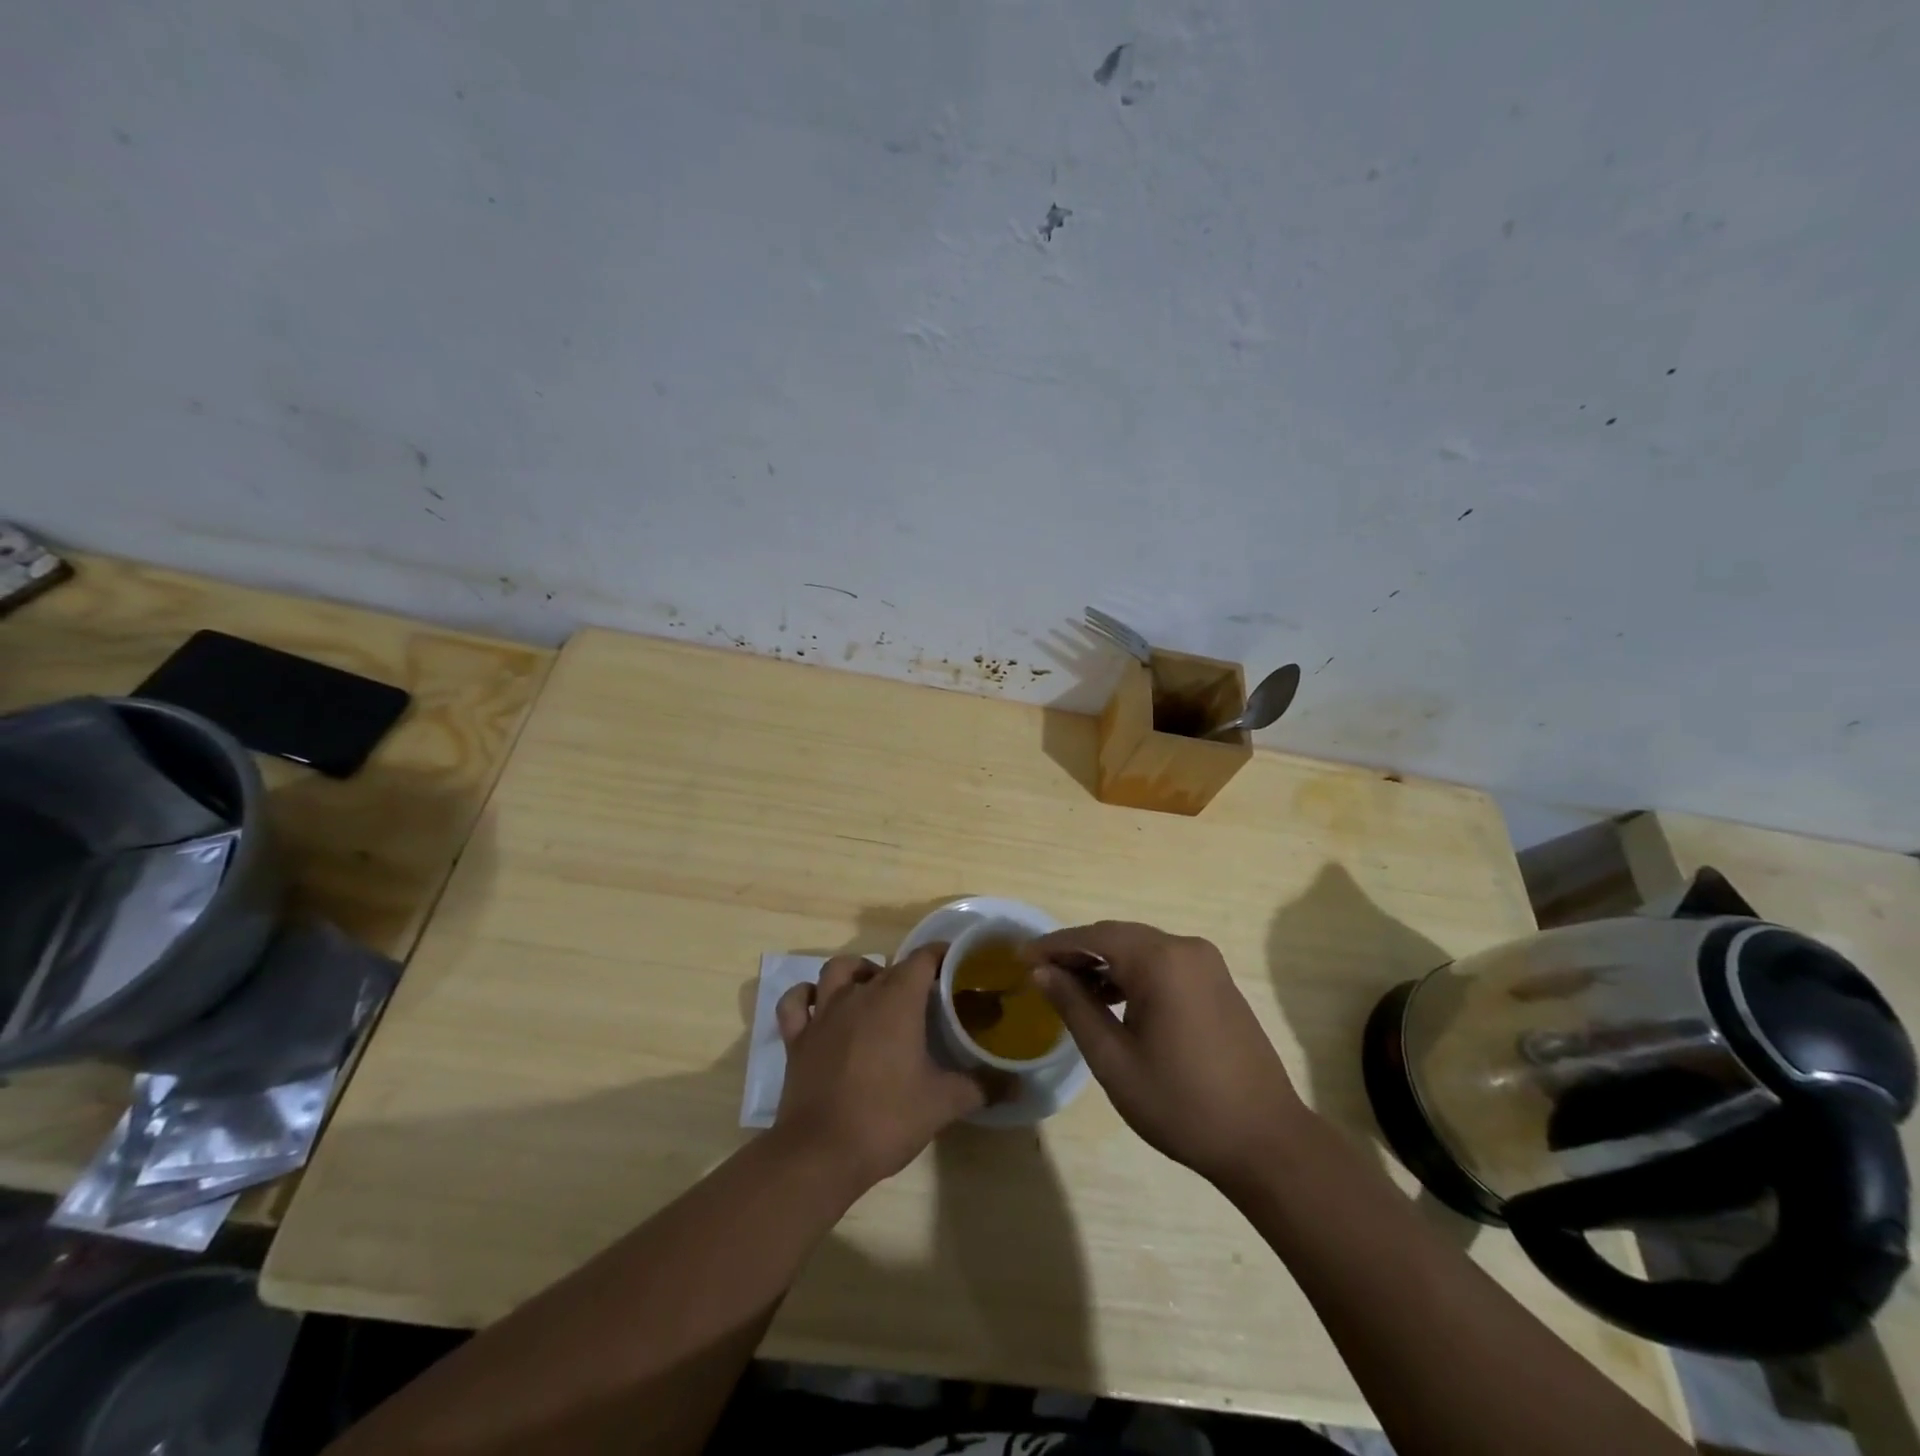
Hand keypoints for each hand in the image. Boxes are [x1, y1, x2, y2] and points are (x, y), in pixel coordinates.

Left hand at [773, 945, 988, 1190]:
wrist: (820, 1153)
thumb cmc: (886, 1118)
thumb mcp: (944, 1103)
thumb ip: (982, 1086)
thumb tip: (1016, 1084)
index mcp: (897, 999)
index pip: (923, 958)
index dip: (942, 955)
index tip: (958, 966)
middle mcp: (859, 994)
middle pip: (888, 967)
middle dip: (910, 973)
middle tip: (928, 997)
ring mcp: (824, 1013)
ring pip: (838, 969)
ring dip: (858, 972)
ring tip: (874, 990)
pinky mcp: (797, 1037)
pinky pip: (796, 1002)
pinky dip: (807, 996)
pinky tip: (819, 1005)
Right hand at [1026, 922, 1308, 1188]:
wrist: (1265, 1141)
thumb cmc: (1181, 1103)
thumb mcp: (1113, 1059)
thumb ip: (1074, 1007)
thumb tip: (1042, 972)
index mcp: (1161, 960)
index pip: (1094, 936)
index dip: (1054, 945)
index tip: (1020, 958)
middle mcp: (1186, 948)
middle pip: (1118, 937)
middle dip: (1077, 952)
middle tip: (1040, 973)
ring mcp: (1207, 964)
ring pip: (1141, 949)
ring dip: (1105, 964)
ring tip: (1070, 990)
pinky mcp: (1217, 983)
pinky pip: (1164, 964)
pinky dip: (1133, 974)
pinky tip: (1113, 1000)